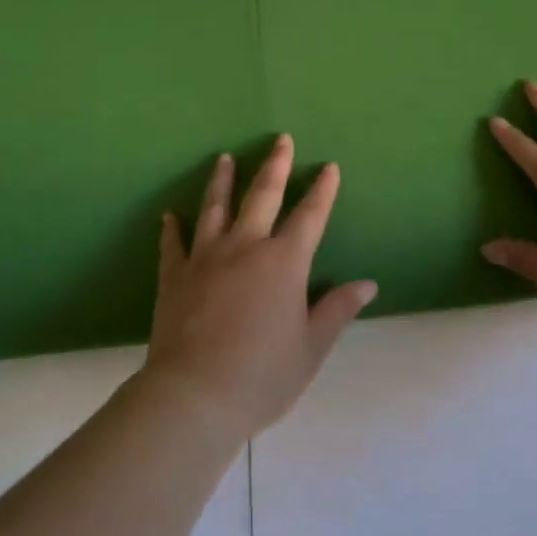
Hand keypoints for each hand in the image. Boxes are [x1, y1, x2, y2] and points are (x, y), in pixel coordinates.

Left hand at [143, 135, 376, 444]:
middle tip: (281, 139)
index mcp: (284, 262)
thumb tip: (367, 284)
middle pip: (263, 196)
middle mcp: (246, 246)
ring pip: (216, 208)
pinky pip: (174, 244)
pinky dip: (172, 228)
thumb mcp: (311, 348)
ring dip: (222, 181)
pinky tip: (170, 215)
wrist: (195, 396)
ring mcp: (206, 257)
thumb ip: (337, 310)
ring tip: (224, 158)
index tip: (329, 166)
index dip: (322, 191)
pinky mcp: (175, 276)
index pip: (310, 216)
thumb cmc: (262, 375)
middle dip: (276, 165)